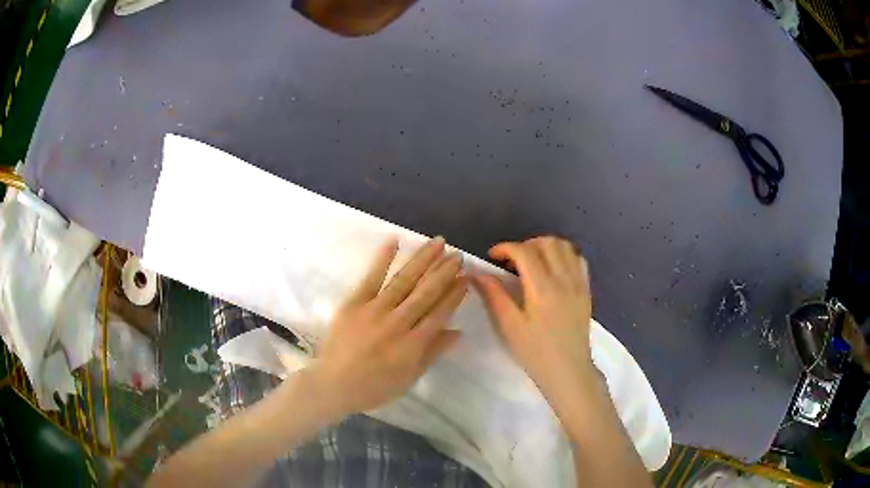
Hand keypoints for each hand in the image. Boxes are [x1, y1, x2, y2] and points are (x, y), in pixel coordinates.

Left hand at [311, 236, 466, 416]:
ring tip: (438, 242)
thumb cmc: (375, 387)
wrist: (333, 384)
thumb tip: (458, 331)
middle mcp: (398, 323)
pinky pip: (371, 278)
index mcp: (413, 344)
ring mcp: (375, 310)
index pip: (440, 313)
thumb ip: (433, 352)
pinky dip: (383, 259)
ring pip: (404, 280)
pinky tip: (394, 241)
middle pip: (426, 292)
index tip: (466, 277)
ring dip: (423, 259)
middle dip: (444, 271)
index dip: (455, 294)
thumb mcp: (410, 377)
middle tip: (458, 254)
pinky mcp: (354, 303)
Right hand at [474, 236, 596, 406]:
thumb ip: (494, 296)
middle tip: (512, 261)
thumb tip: (477, 273)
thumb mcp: (510, 326)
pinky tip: (553, 269)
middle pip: (547, 243)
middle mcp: (563, 279)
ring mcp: (578, 283)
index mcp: (542, 288)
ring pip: (564, 247)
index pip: (524, 252)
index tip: (492, 256)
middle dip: (526, 244)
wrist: (568, 370)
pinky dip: (564, 255)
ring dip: (545, 247)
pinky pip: (578, 259)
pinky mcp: (586, 290)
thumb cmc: (535, 352)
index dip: (505, 248)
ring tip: (532, 262)